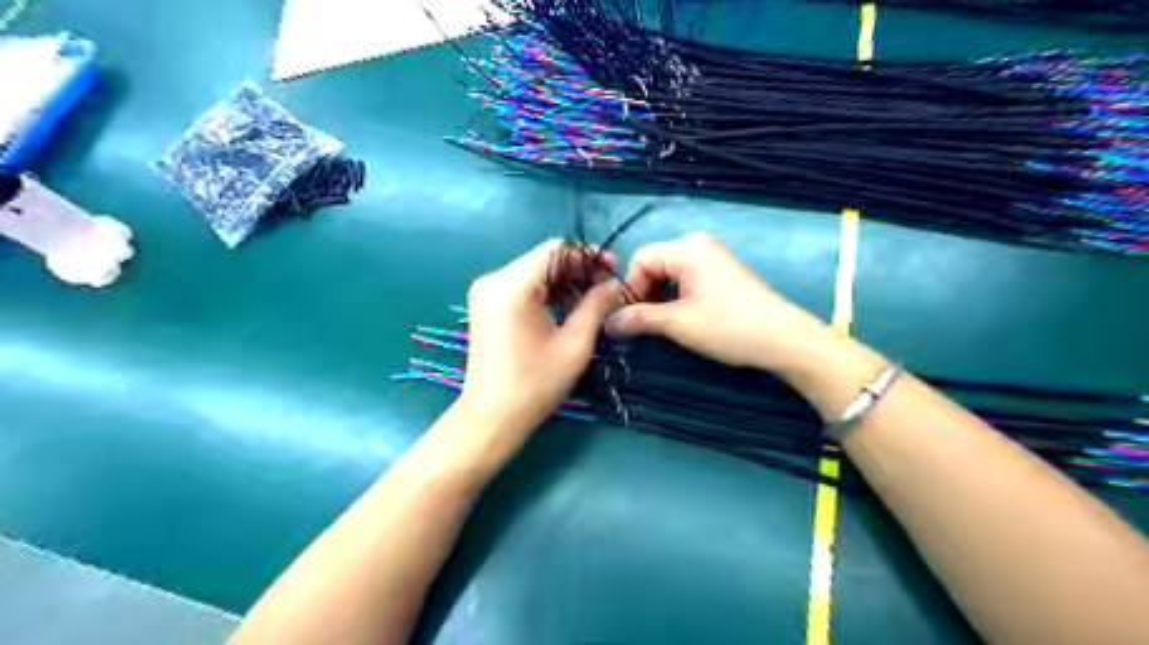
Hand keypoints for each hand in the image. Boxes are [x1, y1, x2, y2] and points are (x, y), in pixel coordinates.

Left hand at [461, 240, 618, 433]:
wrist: (491, 417)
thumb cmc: (535, 382)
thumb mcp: (575, 343)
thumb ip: (596, 304)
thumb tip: (613, 284)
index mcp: (513, 284)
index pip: (556, 249)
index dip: (588, 255)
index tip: (613, 271)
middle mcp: (494, 279)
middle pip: (544, 260)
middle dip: (578, 270)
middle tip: (606, 288)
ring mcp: (486, 293)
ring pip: (534, 274)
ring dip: (564, 283)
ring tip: (592, 302)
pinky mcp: (486, 307)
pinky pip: (522, 288)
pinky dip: (546, 294)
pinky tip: (567, 310)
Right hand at [603, 233, 835, 372]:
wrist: (783, 339)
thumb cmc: (727, 327)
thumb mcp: (678, 324)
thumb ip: (638, 319)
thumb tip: (606, 323)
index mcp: (687, 248)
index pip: (640, 259)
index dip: (629, 288)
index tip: (630, 317)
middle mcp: (699, 243)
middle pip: (654, 263)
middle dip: (644, 292)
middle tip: (644, 322)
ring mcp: (713, 255)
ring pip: (670, 271)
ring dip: (659, 295)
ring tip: (662, 322)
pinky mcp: (723, 270)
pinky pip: (687, 276)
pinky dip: (676, 294)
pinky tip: (681, 315)